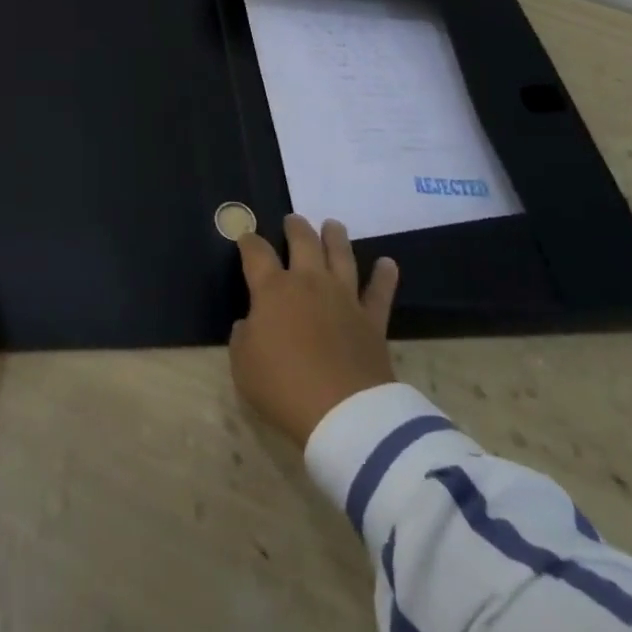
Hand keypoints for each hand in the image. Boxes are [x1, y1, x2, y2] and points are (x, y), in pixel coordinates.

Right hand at [229, 214, 399, 448]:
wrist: (343, 412)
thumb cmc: (284, 386)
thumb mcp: (243, 365)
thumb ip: (243, 337)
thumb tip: (250, 323)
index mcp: (272, 289)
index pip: (256, 253)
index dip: (249, 241)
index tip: (246, 237)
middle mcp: (309, 283)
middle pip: (303, 242)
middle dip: (296, 227)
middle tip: (293, 220)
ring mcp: (344, 298)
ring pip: (341, 256)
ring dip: (336, 237)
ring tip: (333, 225)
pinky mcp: (372, 319)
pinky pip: (379, 292)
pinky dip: (384, 276)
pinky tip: (388, 263)